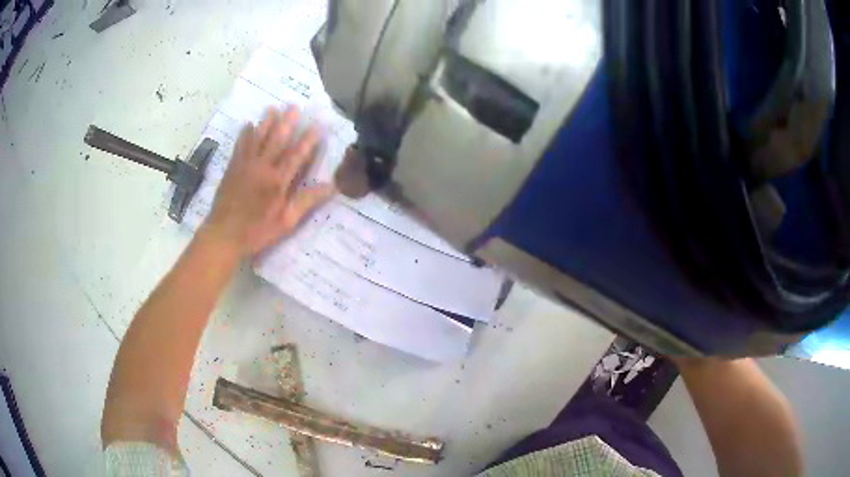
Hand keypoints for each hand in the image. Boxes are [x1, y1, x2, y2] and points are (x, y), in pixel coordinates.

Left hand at [204, 106, 334, 255]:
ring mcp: (246, 166)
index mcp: (278, 181)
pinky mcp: (233, 169)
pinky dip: (244, 135)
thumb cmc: (257, 231)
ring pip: (258, 139)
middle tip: (294, 106)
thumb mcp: (286, 222)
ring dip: (266, 123)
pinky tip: (247, 125)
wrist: (223, 235)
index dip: (308, 140)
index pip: (297, 155)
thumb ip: (306, 202)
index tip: (317, 125)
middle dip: (287, 123)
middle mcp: (263, 168)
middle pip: (277, 141)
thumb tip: (331, 187)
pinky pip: (240, 147)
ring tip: (273, 108)